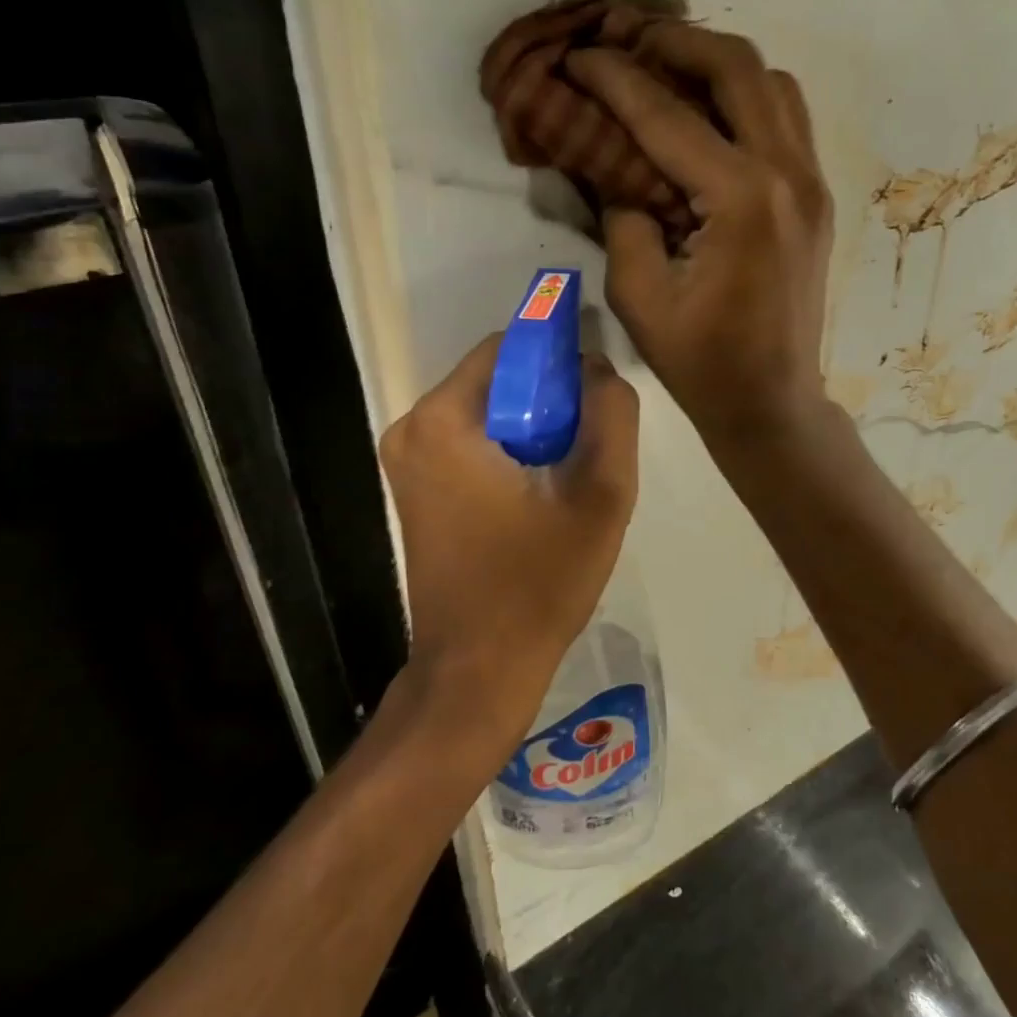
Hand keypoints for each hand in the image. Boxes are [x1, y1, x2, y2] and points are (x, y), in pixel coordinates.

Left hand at [378, 334, 639, 747]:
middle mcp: (411, 428)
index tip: (595, 398)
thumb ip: (611, 415)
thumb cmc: (538, 584)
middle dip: (548, 400)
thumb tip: (598, 369)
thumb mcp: (601, 495)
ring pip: (485, 411)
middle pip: (496, 379)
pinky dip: (507, 451)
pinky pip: (469, 442)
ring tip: (566, 478)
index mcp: (444, 419)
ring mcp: (405, 461)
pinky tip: (537, 495)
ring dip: (531, 428)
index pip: (510, 347)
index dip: (560, 361)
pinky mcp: (412, 488)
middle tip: (587, 448)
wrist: (478, 669)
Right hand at [567, 23, 832, 446]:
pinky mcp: (817, 198)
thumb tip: (612, 168)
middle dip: (676, 43)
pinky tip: (710, 117)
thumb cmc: (701, 362)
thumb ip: (623, 218)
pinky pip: (787, 121)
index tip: (578, 57)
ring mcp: (812, 184)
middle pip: (738, 67)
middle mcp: (788, 175)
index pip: (667, 115)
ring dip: (719, 65)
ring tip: (669, 71)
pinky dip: (747, 100)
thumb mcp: (640, 296)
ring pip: (773, 85)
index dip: (615, 80)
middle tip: (627, 42)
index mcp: (742, 200)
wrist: (771, 402)